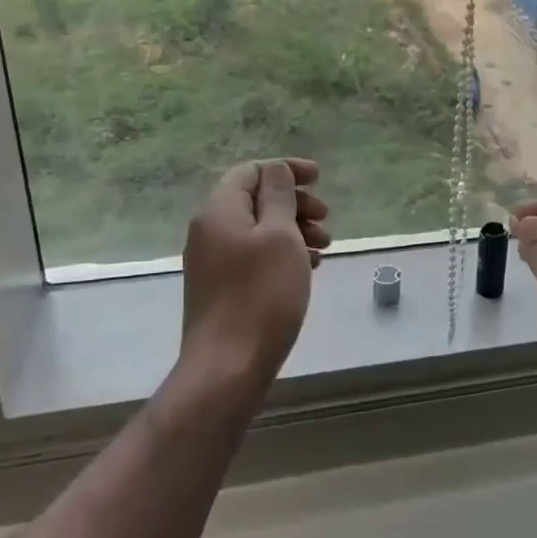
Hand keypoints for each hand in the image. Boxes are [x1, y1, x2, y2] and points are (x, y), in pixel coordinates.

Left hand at [182, 159, 329, 388]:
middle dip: (295, 203)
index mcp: (219, 211)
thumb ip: (279, 196)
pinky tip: (309, 268)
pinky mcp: (221, 288)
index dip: (287, 169)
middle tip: (326, 218)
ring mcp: (213, 262)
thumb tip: (275, 170)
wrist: (228, 367)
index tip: (320, 179)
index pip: (251, 171)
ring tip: (326, 247)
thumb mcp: (280, 236)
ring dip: (294, 229)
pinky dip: (283, 253)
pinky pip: (255, 255)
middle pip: (256, 199)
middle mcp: (210, 231)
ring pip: (259, 230)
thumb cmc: (261, 295)